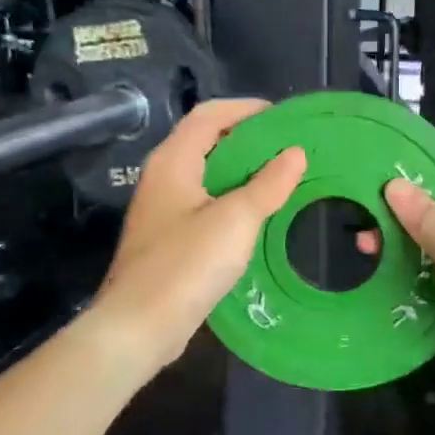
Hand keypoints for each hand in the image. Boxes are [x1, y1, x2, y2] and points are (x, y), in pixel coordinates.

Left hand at [89, 99, 305, 375]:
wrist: (139, 326)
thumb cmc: (186, 264)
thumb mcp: (236, 220)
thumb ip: (268, 184)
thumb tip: (295, 153)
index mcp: (173, 161)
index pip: (210, 114)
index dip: (247, 109)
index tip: (285, 118)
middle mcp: (164, 177)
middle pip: (208, 142)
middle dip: (249, 140)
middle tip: (290, 149)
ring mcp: (163, 209)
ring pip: (208, 175)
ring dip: (243, 172)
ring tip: (282, 178)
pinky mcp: (169, 238)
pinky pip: (205, 204)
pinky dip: (233, 200)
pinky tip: (258, 216)